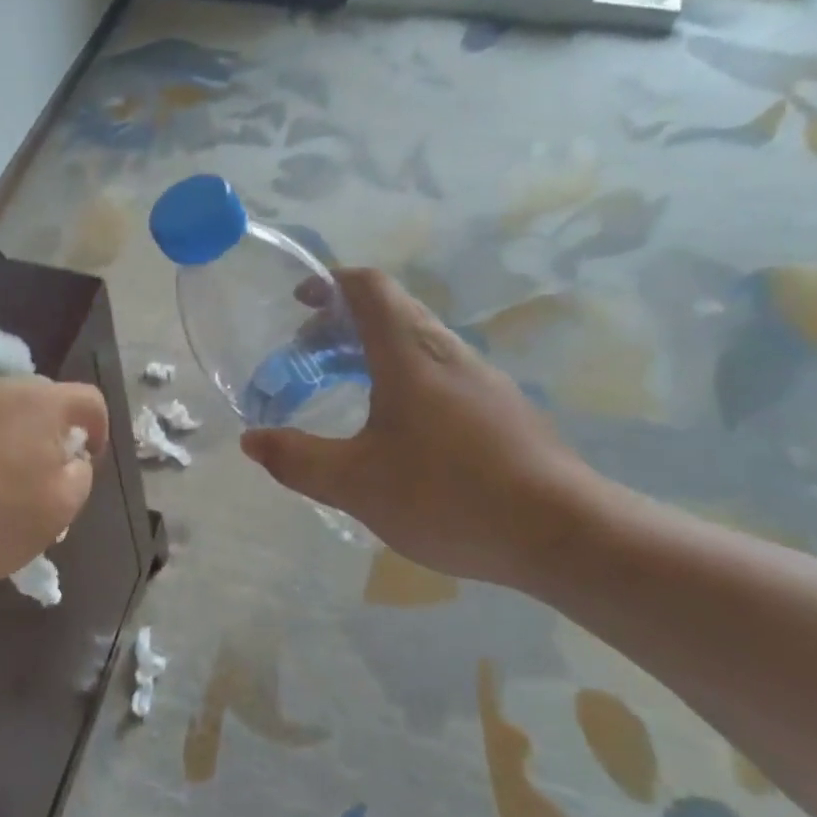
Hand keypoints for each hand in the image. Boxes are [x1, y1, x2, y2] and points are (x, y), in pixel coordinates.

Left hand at [0, 375, 107, 587]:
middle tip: (47, 468)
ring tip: (3, 473)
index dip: (98, 428)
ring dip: (12, 431)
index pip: (88, 399)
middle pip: (42, 396)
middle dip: (52, 427)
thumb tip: (70, 458)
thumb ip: (81, 472)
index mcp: (40, 402)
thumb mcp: (62, 508)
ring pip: (0, 406)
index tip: (87, 462)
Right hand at [240, 268, 606, 586]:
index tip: (298, 303)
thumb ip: (297, 460)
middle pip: (389, 310)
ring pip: (415, 341)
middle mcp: (447, 352)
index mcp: (409, 353)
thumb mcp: (356, 483)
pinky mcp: (501, 408)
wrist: (565, 533)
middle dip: (340, 324)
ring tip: (341, 390)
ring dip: (371, 351)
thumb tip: (252, 441)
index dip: (329, 283)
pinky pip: (438, 371)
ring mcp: (481, 379)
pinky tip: (394, 428)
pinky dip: (400, 377)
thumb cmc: (450, 495)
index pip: (367, 287)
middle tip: (305, 359)